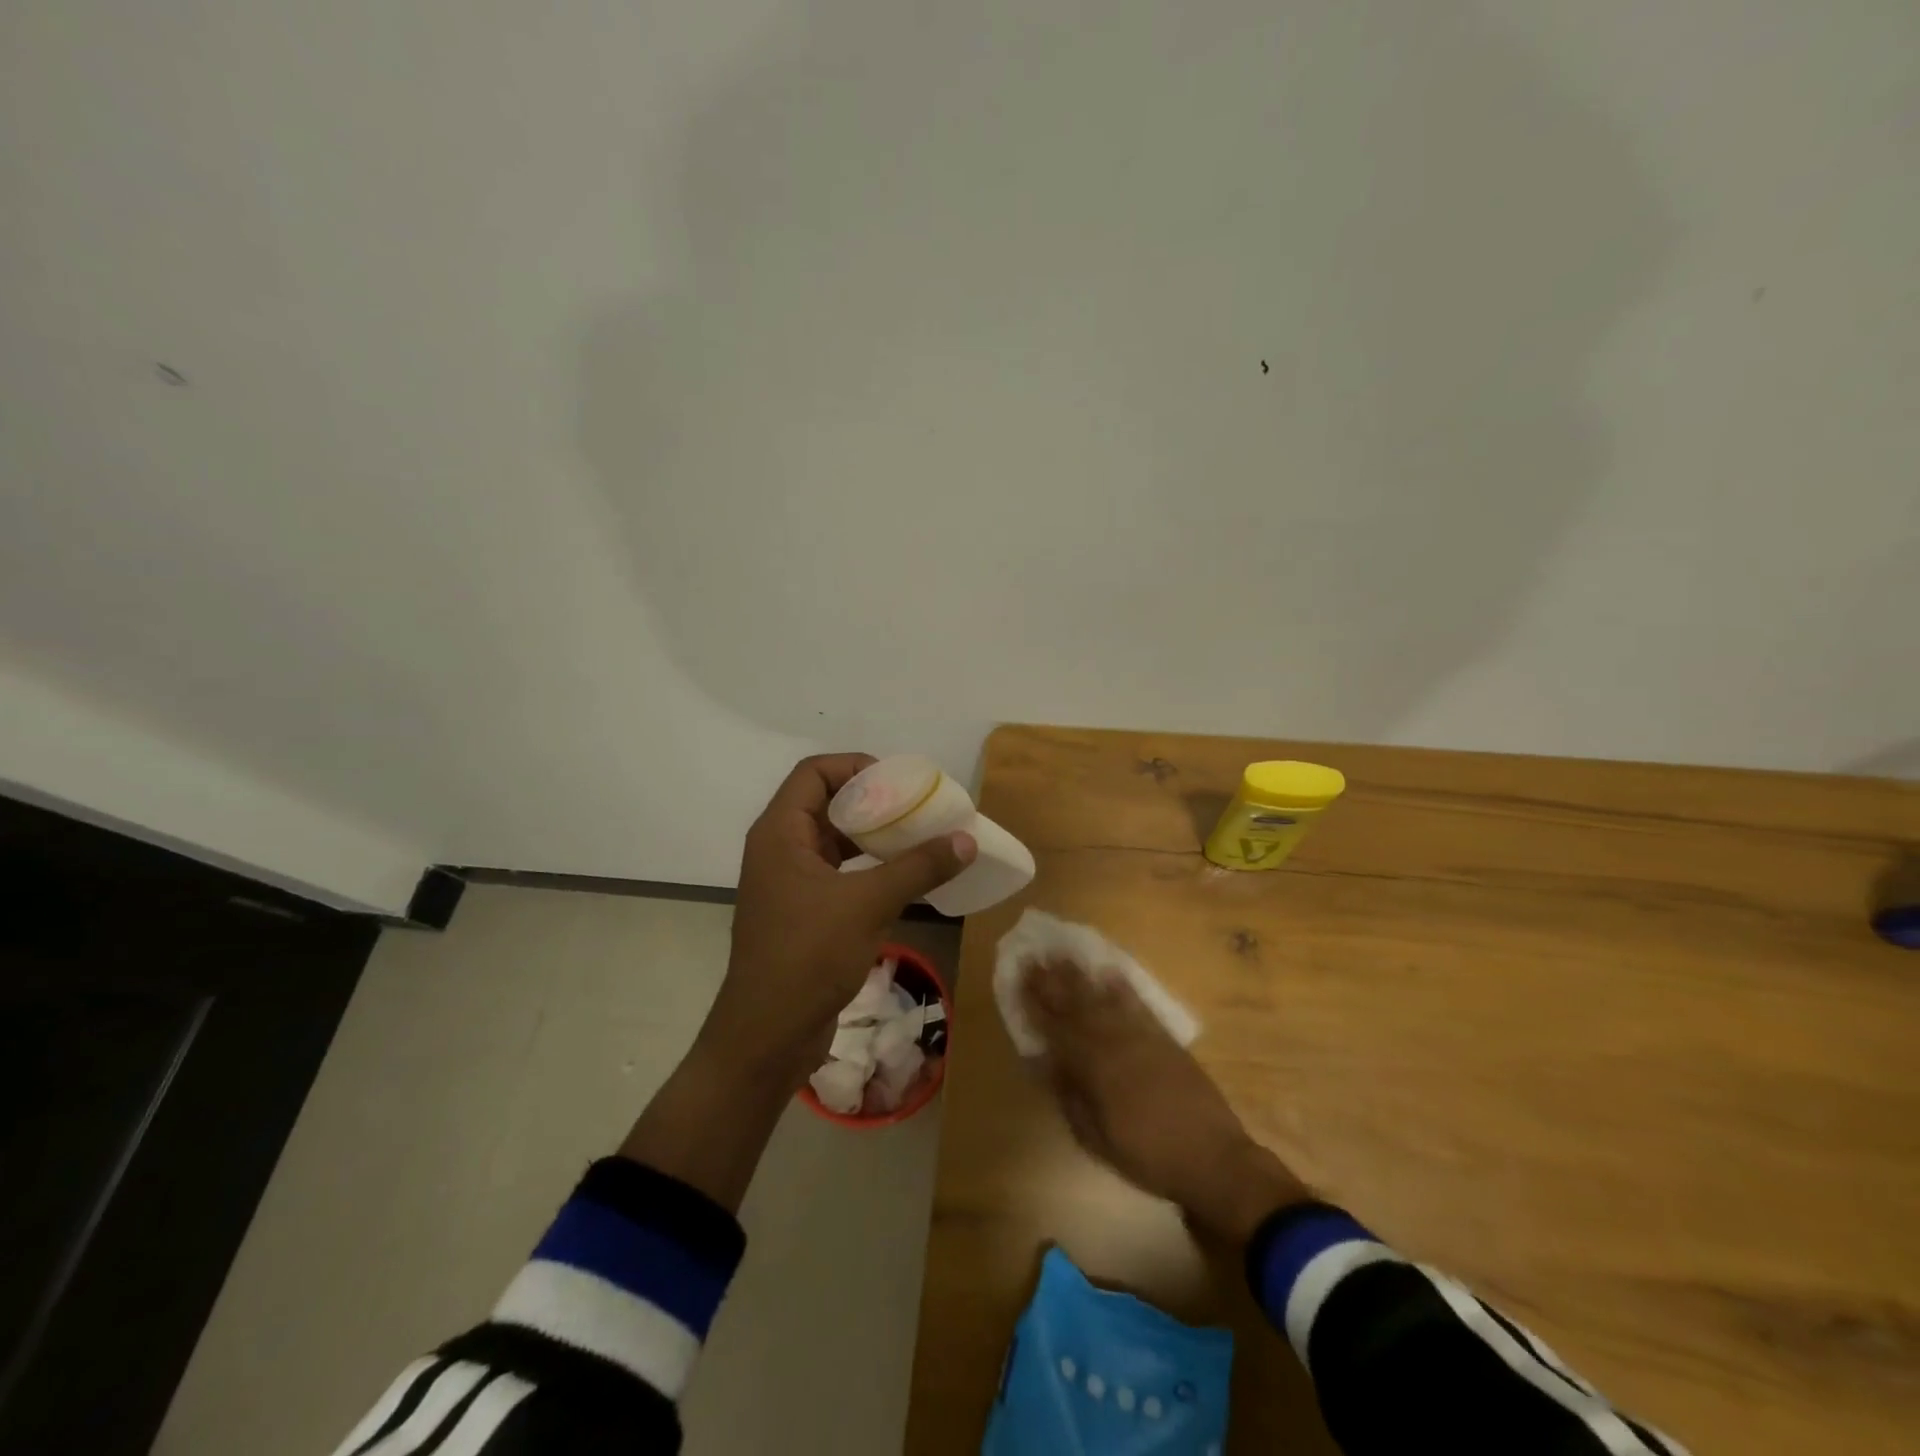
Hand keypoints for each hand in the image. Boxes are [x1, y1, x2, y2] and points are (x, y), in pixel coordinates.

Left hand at [698, 753, 975, 1087]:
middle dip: (872, 802)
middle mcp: (779, 850)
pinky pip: (839, 874)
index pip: (814, 773)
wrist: (767, 1037)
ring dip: (873, 837)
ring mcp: (789, 884)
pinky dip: (869, 868)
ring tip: (918, 838)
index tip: (899, 782)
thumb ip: (918, 868)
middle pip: (826, 803)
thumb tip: (966, 839)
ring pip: (834, 841)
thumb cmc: (808, 957)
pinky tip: (903, 878)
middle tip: (918, 808)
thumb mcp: (868, 904)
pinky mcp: (802, 913)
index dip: (855, 766)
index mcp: (780, 833)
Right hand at [1024, 956, 1309, 1244]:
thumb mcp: (1096, 1138)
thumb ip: (1069, 1096)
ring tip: (1063, 955)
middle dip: (1053, 980)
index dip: (1035, 1003)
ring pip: (1104, 998)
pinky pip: (1137, 1004)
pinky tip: (1109, 972)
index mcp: (1094, 1068)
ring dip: (1081, 976)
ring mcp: (1142, 1036)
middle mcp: (1114, 1043)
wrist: (1213, 1158)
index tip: (1018, 980)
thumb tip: (1045, 1061)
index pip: (1056, 1028)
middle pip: (1077, 1004)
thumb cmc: (1147, 1156)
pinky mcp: (1164, 1038)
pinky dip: (1121, 987)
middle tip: (1035, 956)